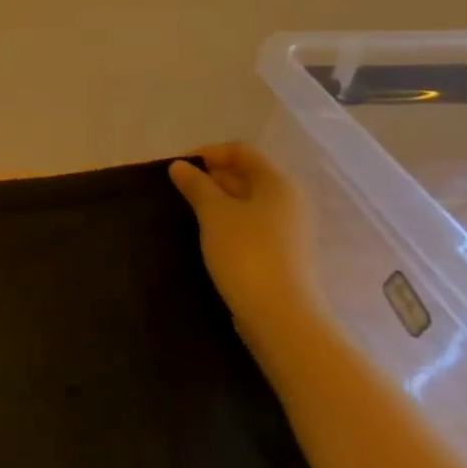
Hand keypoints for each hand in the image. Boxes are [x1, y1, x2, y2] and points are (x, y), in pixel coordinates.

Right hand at [169, 144, 321, 344]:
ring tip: (187, 211)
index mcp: (278, 183)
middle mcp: (289, 201)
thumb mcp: (214, 213)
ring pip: (247, 202)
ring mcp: (288, 229)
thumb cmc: (246, 253)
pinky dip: (227, 222)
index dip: (208, 153)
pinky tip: (206, 234)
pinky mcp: (282, 253)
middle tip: (178, 189)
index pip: (241, 151)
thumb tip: (180, 166)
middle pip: (246, 175)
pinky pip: (250, 224)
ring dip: (216, 201)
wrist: (280, 316)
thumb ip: (196, 185)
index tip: (178, 168)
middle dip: (210, 177)